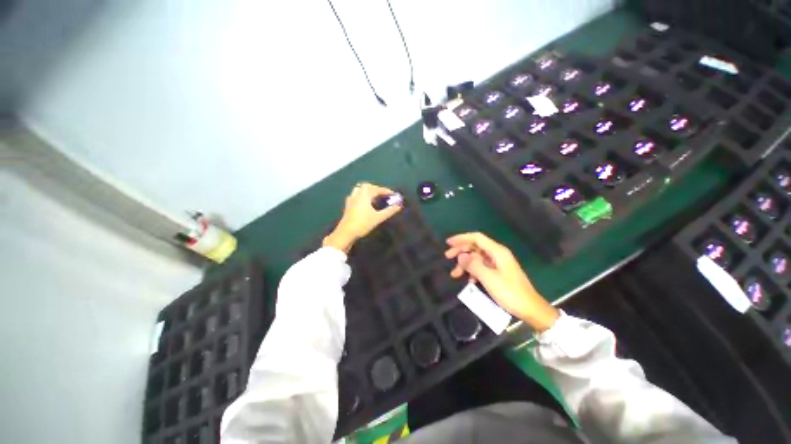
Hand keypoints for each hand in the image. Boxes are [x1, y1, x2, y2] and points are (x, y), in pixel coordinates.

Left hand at [323, 182, 401, 253]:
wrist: (346, 232)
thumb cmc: (363, 224)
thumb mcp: (378, 218)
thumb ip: (389, 211)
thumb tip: (399, 206)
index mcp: (364, 195)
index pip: (377, 189)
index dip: (386, 191)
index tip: (393, 194)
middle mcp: (357, 194)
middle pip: (367, 186)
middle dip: (376, 189)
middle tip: (383, 195)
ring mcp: (351, 199)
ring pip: (360, 189)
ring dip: (368, 191)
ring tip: (374, 198)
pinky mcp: (348, 205)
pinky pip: (355, 195)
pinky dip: (362, 196)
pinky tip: (365, 203)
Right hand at [445, 232, 559, 331]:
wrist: (531, 309)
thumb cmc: (510, 293)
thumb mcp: (489, 279)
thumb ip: (473, 265)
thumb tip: (460, 256)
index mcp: (497, 252)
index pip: (477, 238)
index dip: (461, 238)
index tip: (448, 243)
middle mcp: (497, 254)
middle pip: (475, 247)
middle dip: (461, 251)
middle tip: (447, 257)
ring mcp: (497, 263)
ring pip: (476, 258)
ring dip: (465, 264)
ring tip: (454, 274)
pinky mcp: (497, 272)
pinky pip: (481, 267)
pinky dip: (472, 272)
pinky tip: (469, 281)